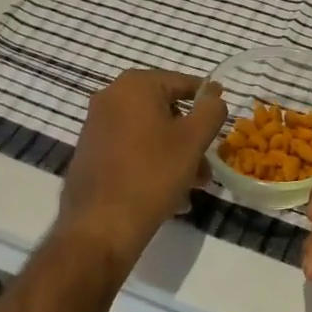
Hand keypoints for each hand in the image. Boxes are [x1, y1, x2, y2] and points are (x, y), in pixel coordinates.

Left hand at [59, 69, 225, 272]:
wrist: (99, 228)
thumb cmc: (152, 174)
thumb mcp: (193, 139)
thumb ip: (211, 110)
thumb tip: (214, 94)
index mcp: (135, 85)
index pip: (183, 83)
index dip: (207, 101)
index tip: (221, 123)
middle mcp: (111, 97)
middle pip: (166, 110)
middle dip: (191, 137)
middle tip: (207, 165)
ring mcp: (97, 126)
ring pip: (150, 133)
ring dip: (175, 154)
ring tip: (193, 187)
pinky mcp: (91, 153)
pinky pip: (131, 150)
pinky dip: (152, 163)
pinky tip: (169, 194)